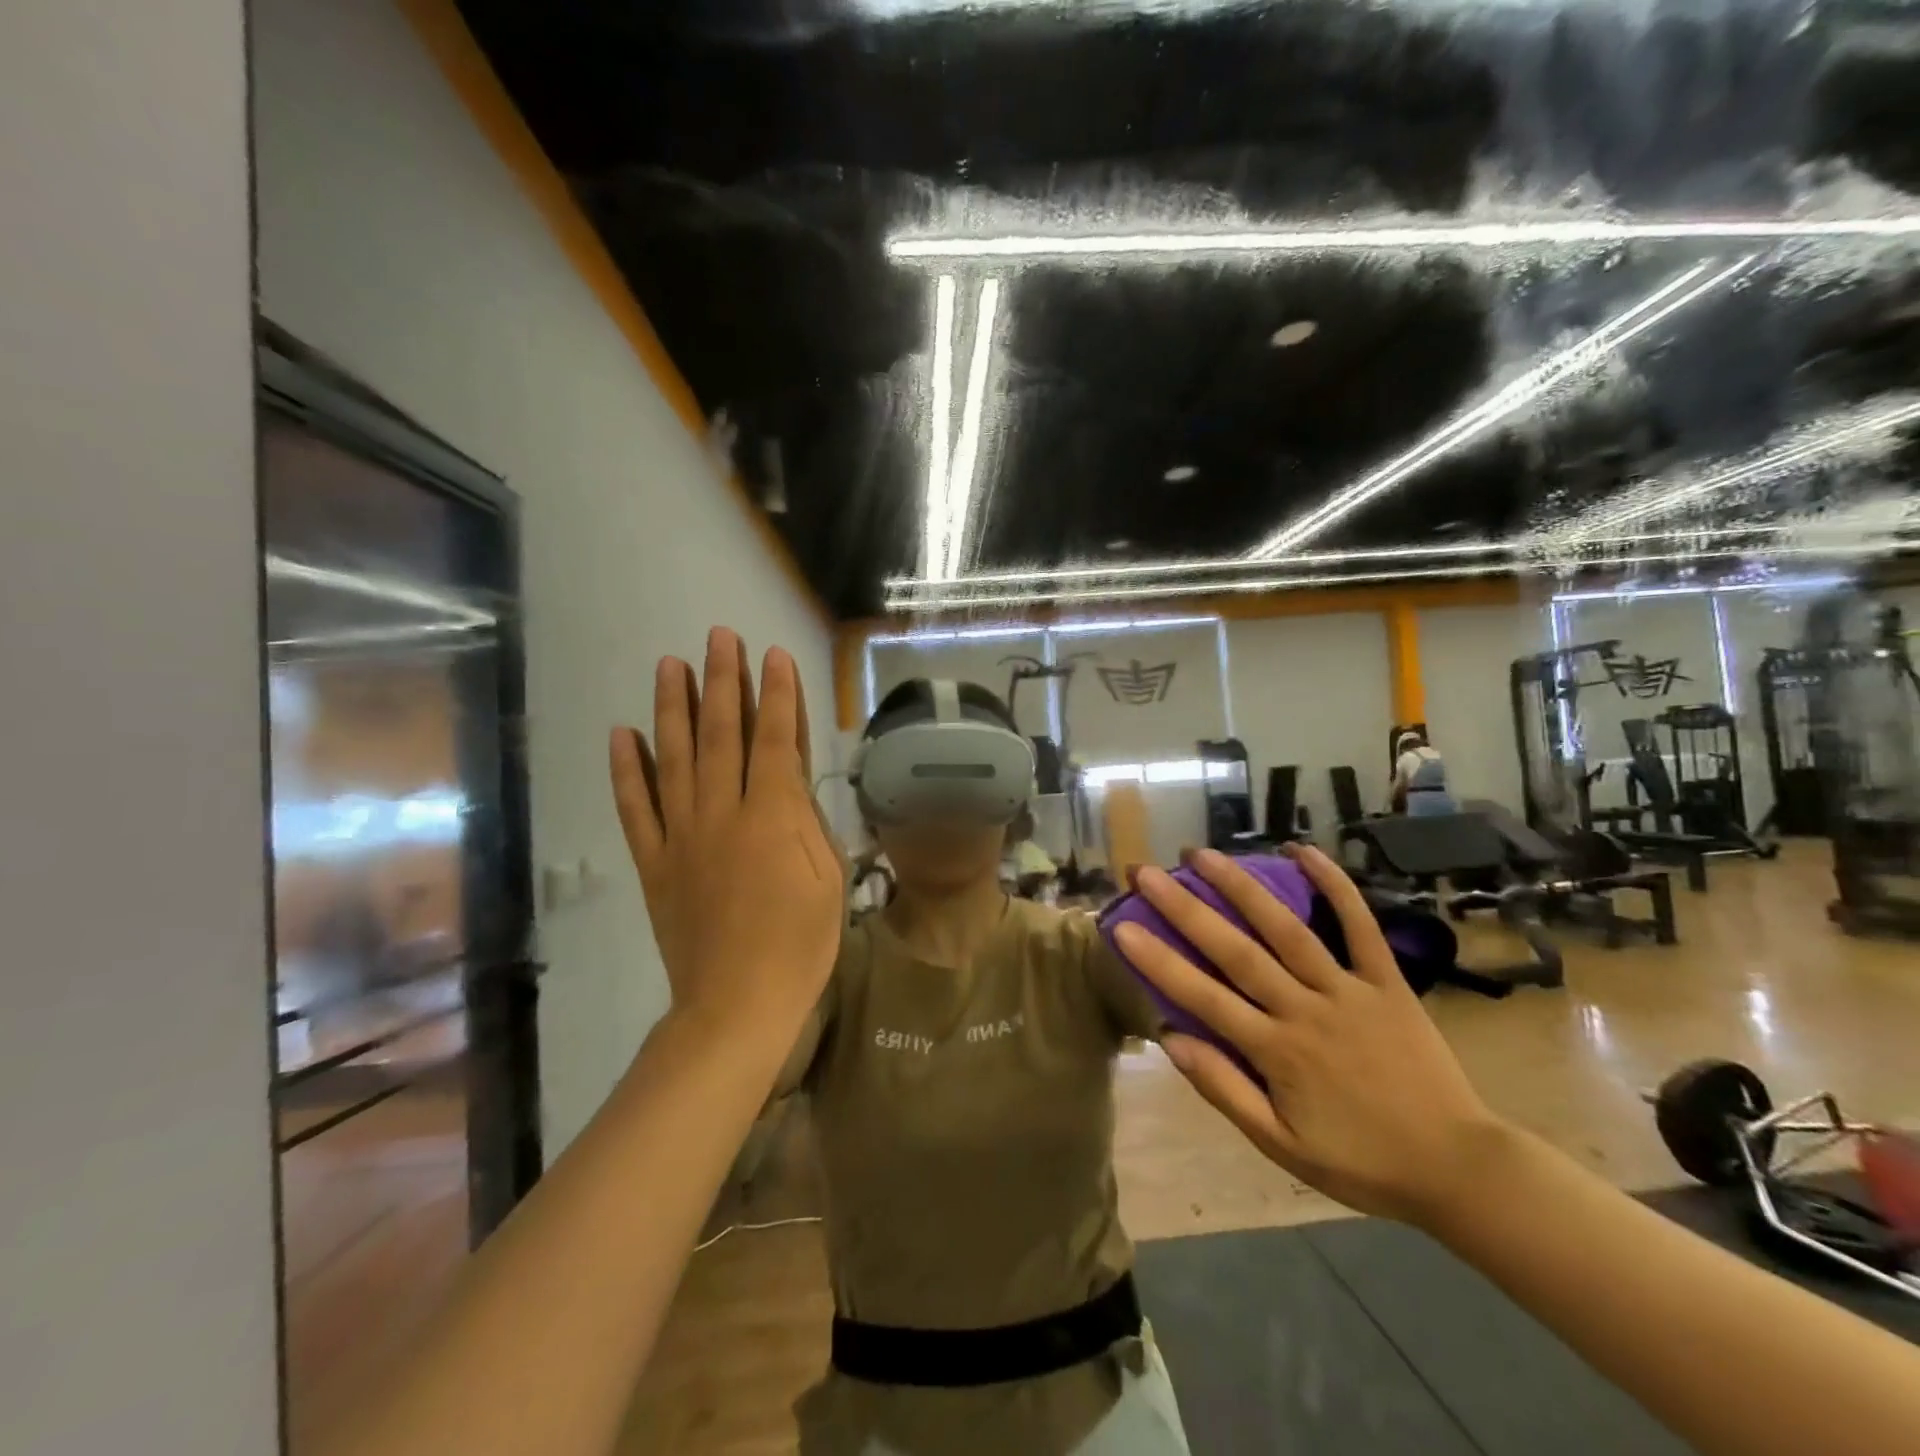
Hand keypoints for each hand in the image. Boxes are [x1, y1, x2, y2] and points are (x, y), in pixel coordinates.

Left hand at [609, 628, 844, 1041]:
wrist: (738, 1003)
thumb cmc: (800, 943)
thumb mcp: (828, 877)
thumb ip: (808, 821)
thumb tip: (792, 779)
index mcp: (772, 816)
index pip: (775, 740)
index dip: (776, 694)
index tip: (773, 655)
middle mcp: (722, 812)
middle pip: (720, 734)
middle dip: (723, 681)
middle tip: (719, 636)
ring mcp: (681, 835)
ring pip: (673, 757)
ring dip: (672, 707)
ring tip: (670, 664)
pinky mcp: (654, 861)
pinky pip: (635, 808)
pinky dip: (626, 770)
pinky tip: (621, 734)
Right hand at [1115, 845, 1502, 1225]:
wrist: (1457, 1168)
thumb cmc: (1359, 1160)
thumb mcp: (1282, 1147)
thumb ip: (1225, 1091)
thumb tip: (1171, 1039)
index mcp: (1277, 1052)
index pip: (1203, 998)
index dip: (1158, 961)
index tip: (1121, 926)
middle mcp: (1306, 1010)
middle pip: (1236, 952)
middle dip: (1186, 909)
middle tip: (1146, 872)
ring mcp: (1348, 990)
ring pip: (1287, 929)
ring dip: (1242, 887)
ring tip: (1202, 854)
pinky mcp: (1387, 981)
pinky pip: (1360, 926)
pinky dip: (1334, 886)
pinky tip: (1303, 851)